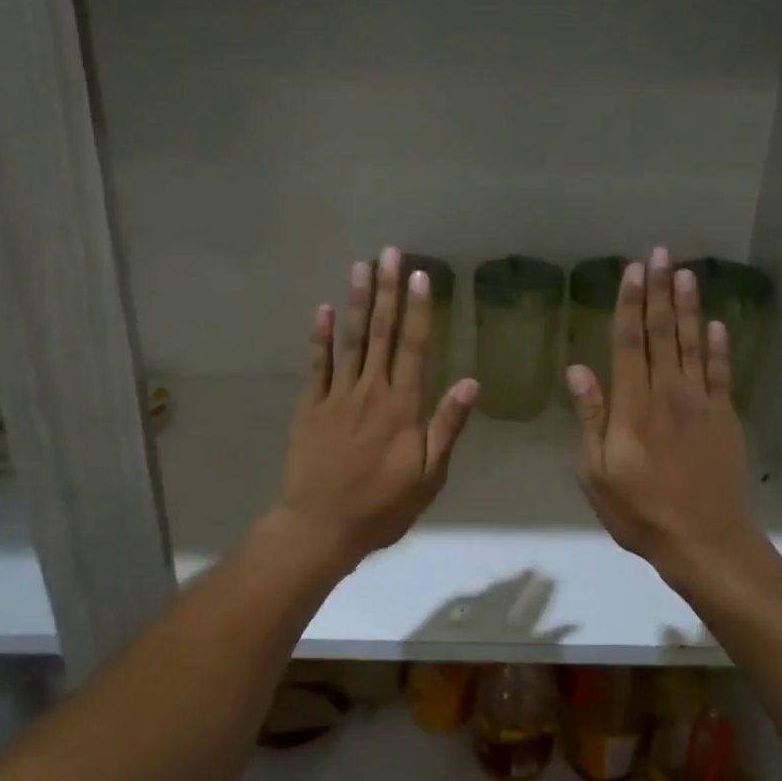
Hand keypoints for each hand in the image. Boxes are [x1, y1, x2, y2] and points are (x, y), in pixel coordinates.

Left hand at [276, 247, 477, 566]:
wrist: (321, 526)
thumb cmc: (383, 506)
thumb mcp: (429, 476)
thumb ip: (447, 426)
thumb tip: (471, 383)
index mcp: (403, 407)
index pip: (414, 347)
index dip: (419, 310)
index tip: (421, 276)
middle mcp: (371, 392)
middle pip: (381, 333)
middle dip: (387, 291)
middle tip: (389, 253)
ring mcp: (337, 396)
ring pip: (350, 340)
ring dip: (357, 301)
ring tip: (361, 266)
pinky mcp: (311, 407)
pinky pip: (317, 365)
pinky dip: (321, 336)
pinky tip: (323, 309)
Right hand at [567, 248, 762, 586]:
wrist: (704, 539)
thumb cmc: (638, 510)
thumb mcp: (596, 471)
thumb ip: (591, 417)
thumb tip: (578, 370)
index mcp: (632, 405)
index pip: (629, 343)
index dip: (630, 304)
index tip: (632, 271)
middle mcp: (668, 394)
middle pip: (663, 334)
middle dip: (659, 292)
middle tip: (660, 255)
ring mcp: (701, 404)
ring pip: (693, 345)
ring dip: (688, 308)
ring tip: (685, 274)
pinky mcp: (725, 418)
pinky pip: (722, 373)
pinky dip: (718, 347)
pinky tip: (716, 325)